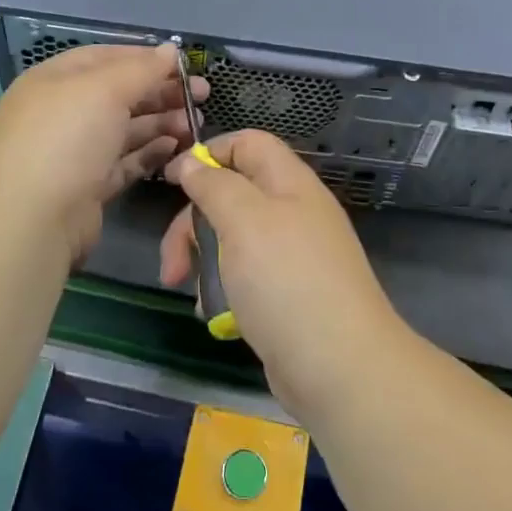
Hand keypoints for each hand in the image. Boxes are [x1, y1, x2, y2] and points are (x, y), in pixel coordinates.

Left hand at [0, 44, 208, 265]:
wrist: (31, 220)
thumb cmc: (66, 138)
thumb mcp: (105, 89)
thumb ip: (142, 69)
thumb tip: (172, 50)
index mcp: (56, 80)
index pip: (107, 57)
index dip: (146, 57)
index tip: (185, 64)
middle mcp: (63, 113)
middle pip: (119, 94)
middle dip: (161, 92)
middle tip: (202, 95)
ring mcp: (74, 152)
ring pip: (125, 129)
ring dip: (161, 123)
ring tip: (196, 124)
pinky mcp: (88, 187)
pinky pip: (125, 162)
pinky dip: (150, 153)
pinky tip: (176, 148)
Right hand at [160, 130, 407, 418]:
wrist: (339, 367)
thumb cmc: (286, 281)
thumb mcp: (244, 221)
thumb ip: (215, 186)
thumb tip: (194, 162)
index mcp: (290, 183)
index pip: (248, 144)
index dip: (209, 154)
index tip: (173, 180)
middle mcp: (293, 212)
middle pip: (232, 195)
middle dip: (194, 225)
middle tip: (172, 264)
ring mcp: (292, 255)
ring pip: (232, 240)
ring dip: (205, 262)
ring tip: (195, 296)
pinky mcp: (286, 294)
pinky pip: (244, 277)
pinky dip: (224, 291)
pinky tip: (215, 316)